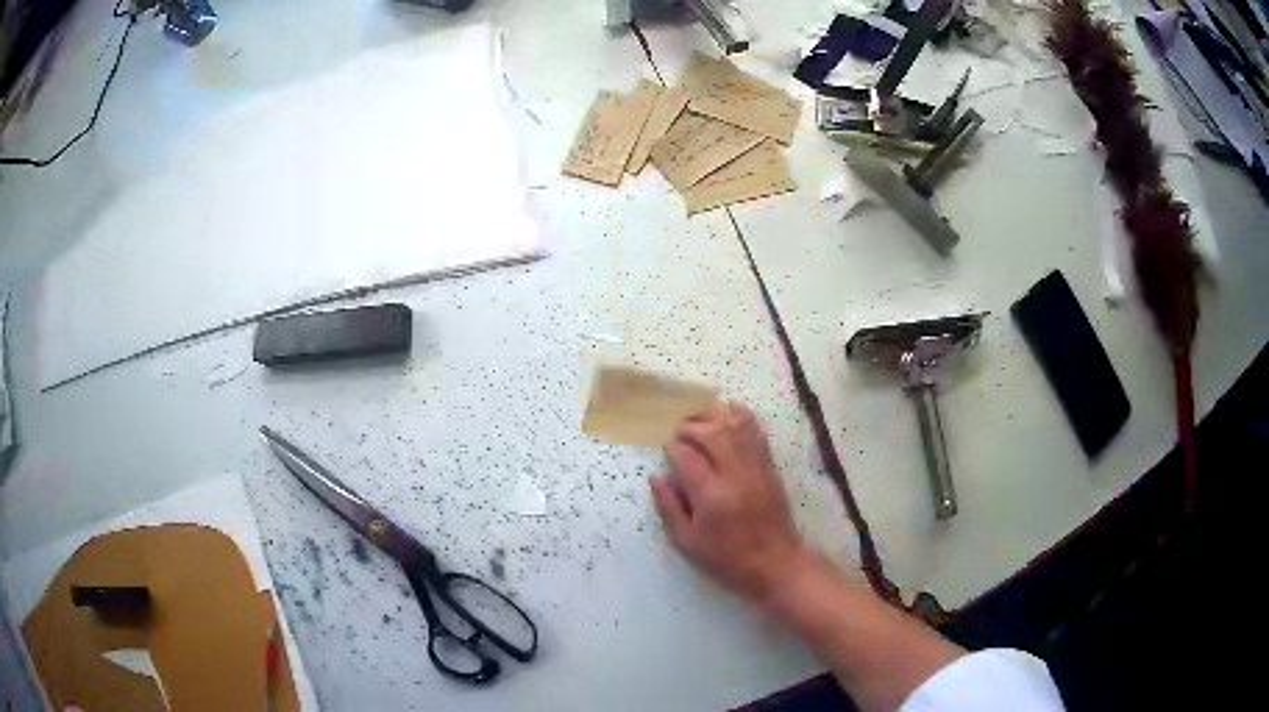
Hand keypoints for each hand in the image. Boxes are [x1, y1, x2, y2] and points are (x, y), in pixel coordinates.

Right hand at [650, 402, 811, 602]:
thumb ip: (669, 507)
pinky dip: (743, 417)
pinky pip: (756, 432)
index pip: (687, 457)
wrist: (775, 562)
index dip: (673, 447)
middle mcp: (734, 475)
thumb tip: (656, 476)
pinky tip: (730, 410)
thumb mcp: (688, 542)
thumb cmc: (726, 557)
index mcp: (710, 496)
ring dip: (715, 416)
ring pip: (736, 427)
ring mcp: (755, 468)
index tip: (667, 448)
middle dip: (691, 426)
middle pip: (712, 433)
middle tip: (680, 431)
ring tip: (700, 417)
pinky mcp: (769, 467)